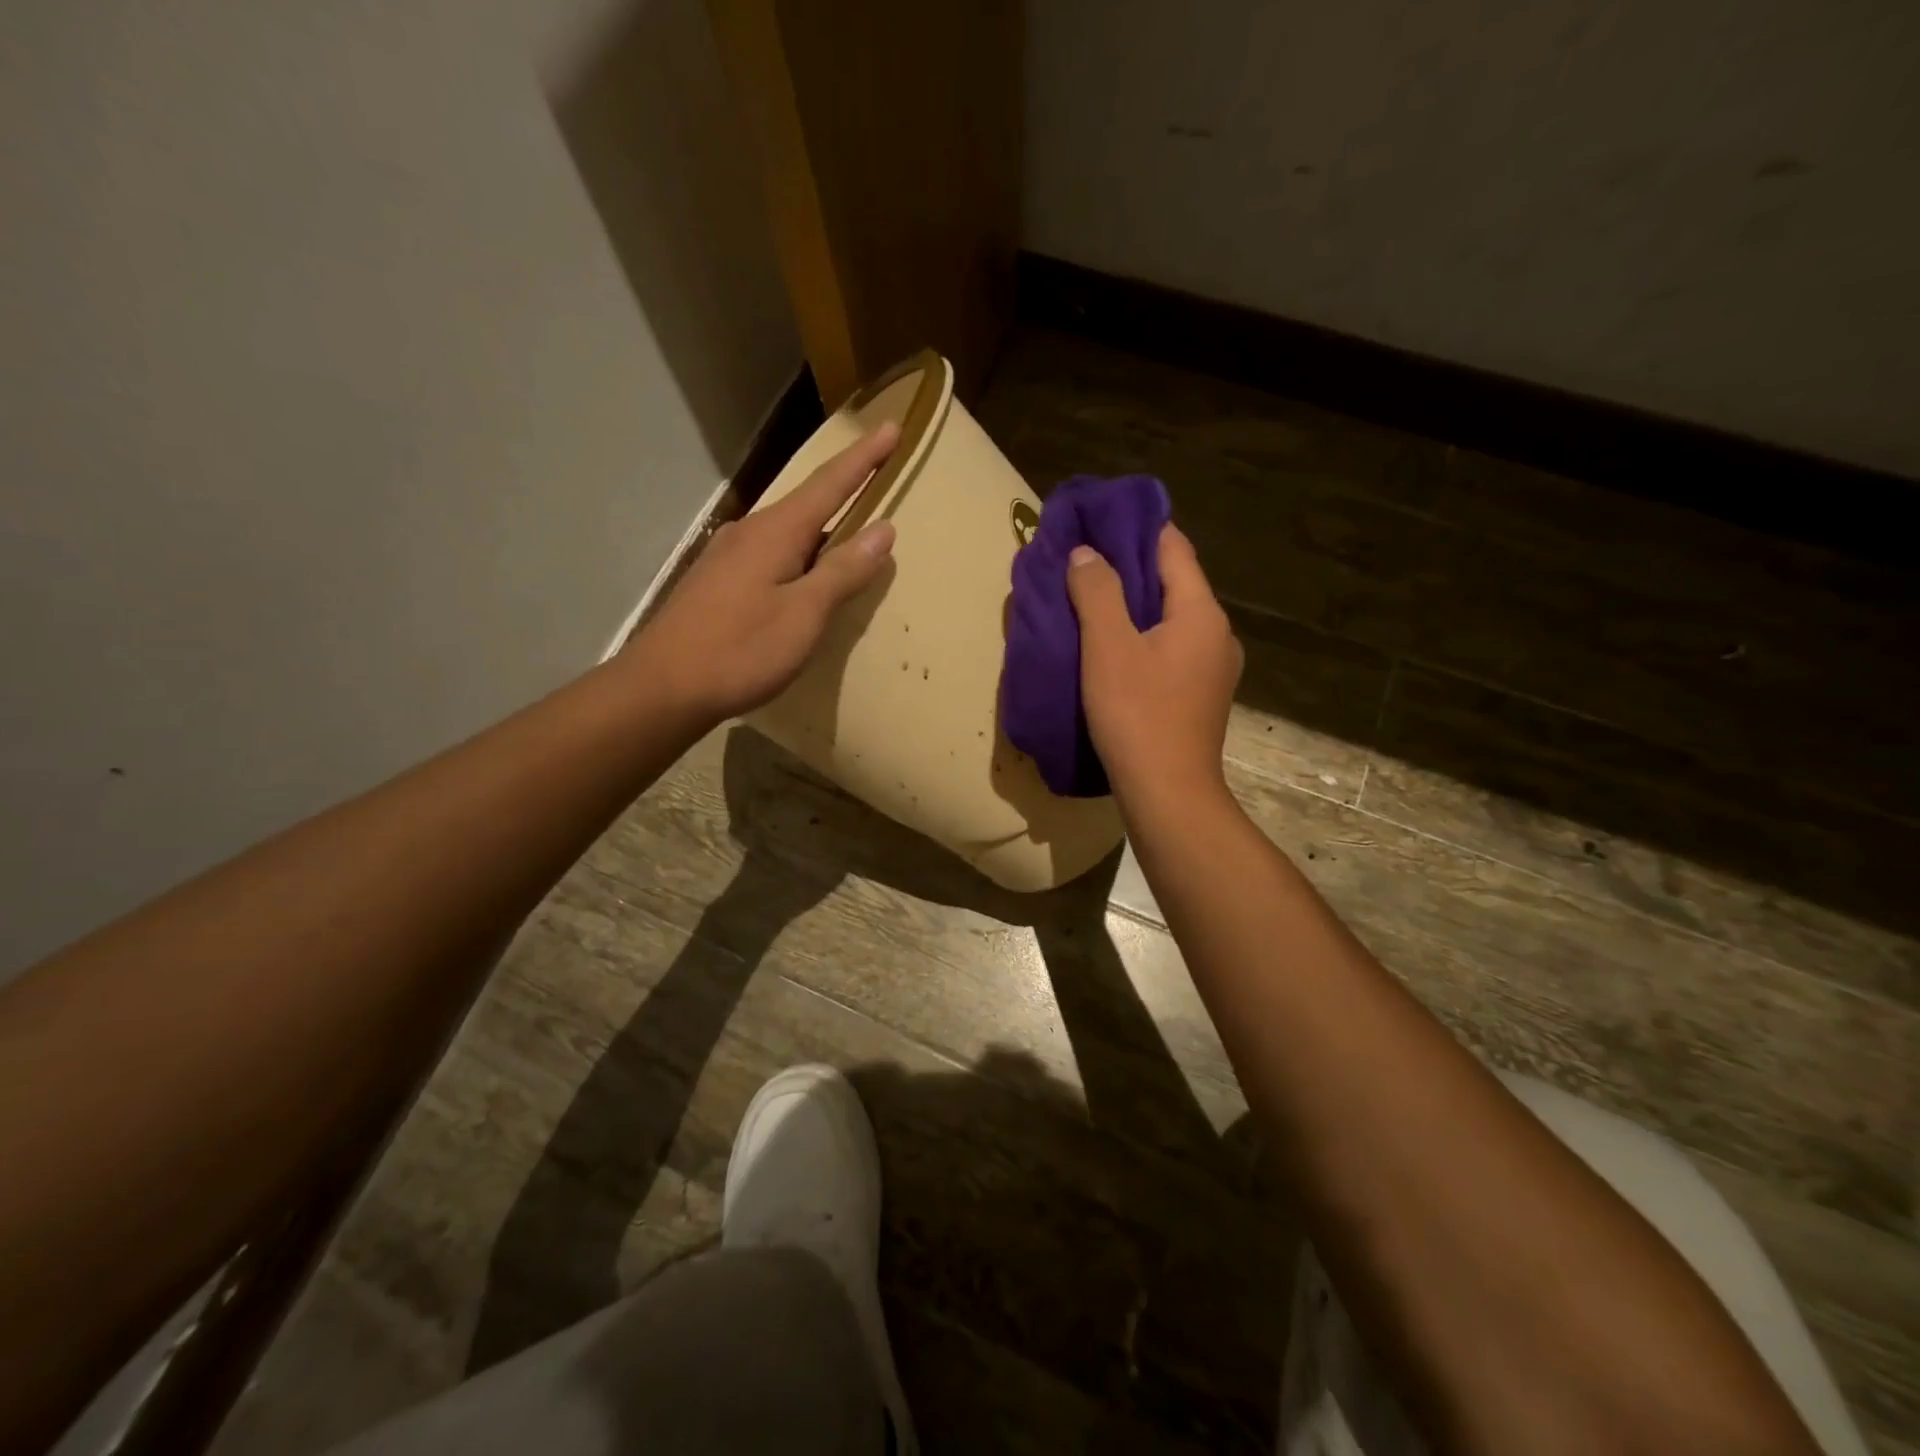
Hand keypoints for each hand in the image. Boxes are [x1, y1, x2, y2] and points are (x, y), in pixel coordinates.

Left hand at [635, 425, 899, 721]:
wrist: (662, 688)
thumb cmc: (740, 650)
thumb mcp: (804, 614)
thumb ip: (843, 571)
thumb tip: (883, 530)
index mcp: (776, 532)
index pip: (830, 483)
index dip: (864, 458)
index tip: (892, 428)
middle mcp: (750, 532)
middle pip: (807, 502)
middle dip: (845, 487)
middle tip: (877, 475)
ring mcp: (729, 556)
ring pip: (788, 530)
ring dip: (822, 525)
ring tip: (849, 530)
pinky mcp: (718, 582)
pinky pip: (771, 554)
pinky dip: (799, 553)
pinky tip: (804, 574)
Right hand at [1067, 523, 1242, 802]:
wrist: (1168, 794)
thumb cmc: (1137, 714)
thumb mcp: (1108, 646)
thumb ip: (1096, 591)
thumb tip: (1086, 553)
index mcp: (1200, 612)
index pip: (1172, 547)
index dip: (1135, 528)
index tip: (1096, 521)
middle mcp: (1217, 633)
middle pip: (1172, 583)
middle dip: (1129, 569)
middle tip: (1083, 563)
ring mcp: (1214, 668)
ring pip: (1170, 620)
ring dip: (1134, 608)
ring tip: (1091, 607)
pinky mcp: (1201, 697)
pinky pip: (1171, 650)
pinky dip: (1143, 640)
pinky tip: (1113, 653)